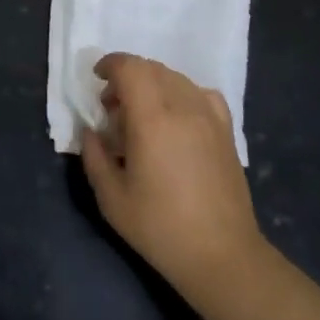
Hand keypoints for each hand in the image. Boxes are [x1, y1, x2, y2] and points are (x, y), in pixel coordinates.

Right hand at [80, 53, 265, 300]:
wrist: (221, 255)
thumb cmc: (160, 227)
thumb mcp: (111, 198)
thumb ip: (94, 156)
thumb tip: (92, 131)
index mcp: (152, 120)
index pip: (131, 68)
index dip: (111, 65)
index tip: (97, 79)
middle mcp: (184, 107)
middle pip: (152, 68)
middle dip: (127, 76)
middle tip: (112, 107)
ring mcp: (210, 117)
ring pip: (176, 78)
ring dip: (152, 84)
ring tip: (141, 115)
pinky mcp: (227, 130)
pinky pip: (201, 93)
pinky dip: (181, 93)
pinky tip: (176, 118)